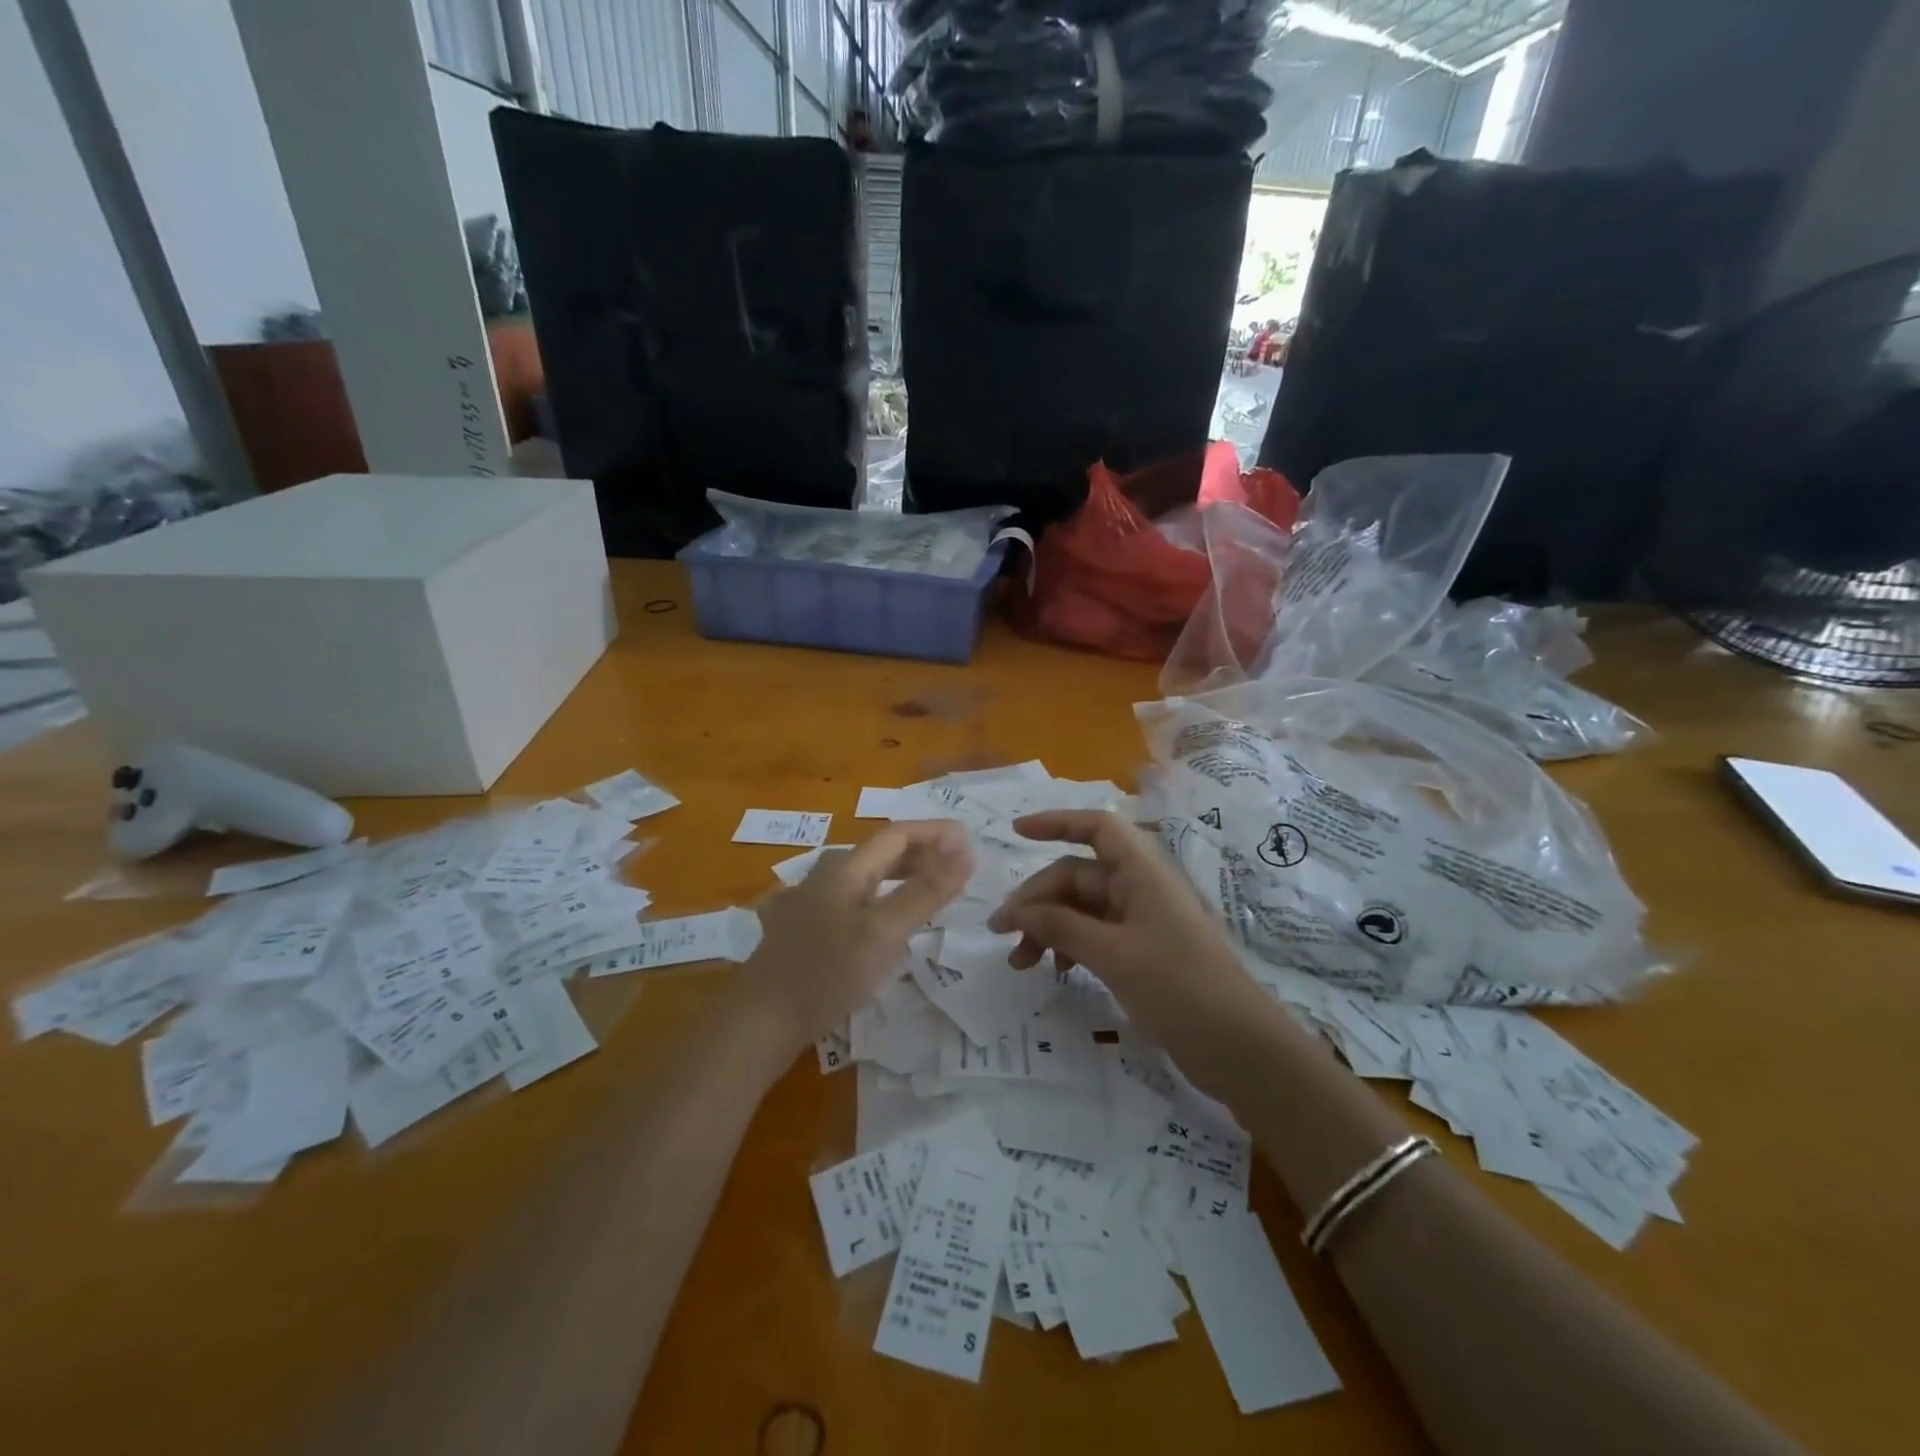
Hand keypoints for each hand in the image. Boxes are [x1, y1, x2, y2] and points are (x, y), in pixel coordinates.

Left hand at [735, 821, 971, 1054]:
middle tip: (958, 866)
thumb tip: (965, 852)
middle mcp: (825, 876)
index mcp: (844, 868)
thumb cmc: (826, 972)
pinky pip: (854, 901)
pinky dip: (883, 900)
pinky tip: (888, 920)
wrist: (759, 1021)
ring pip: (867, 878)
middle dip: (922, 853)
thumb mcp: (884, 932)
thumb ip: (926, 892)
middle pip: (881, 853)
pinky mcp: (805, 930)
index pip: (897, 834)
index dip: (934, 833)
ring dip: (903, 876)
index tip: (969, 838)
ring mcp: (811, 902)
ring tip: (932, 889)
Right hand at [987, 810, 1261, 1051]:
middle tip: (1002, 933)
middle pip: (1077, 875)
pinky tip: (1055, 971)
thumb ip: (1061, 927)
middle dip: (1037, 899)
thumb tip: (1015, 911)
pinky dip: (1069, 946)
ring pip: (1081, 909)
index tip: (1016, 833)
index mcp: (1142, 873)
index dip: (1056, 822)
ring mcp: (1141, 922)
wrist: (1240, 1049)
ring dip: (1048, 927)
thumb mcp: (1114, 955)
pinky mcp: (1141, 954)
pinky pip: (1094, 935)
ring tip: (1019, 963)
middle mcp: (1140, 889)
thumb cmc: (1180, 988)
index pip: (1096, 828)